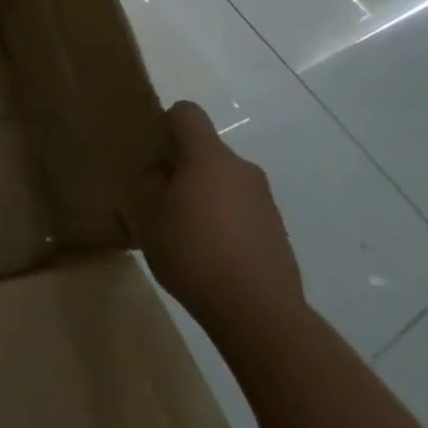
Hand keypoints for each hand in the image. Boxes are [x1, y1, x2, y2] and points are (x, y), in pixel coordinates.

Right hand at [141, 101, 305, 341]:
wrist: (259, 313)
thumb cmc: (194, 254)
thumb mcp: (150, 218)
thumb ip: (152, 185)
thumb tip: (162, 173)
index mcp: (208, 158)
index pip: (187, 114)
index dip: (166, 123)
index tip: (154, 151)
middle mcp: (241, 169)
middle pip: (207, 150)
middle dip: (183, 166)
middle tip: (162, 198)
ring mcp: (264, 200)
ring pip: (225, 180)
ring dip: (206, 194)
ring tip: (186, 231)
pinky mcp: (277, 229)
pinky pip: (242, 208)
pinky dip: (225, 219)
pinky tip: (212, 254)